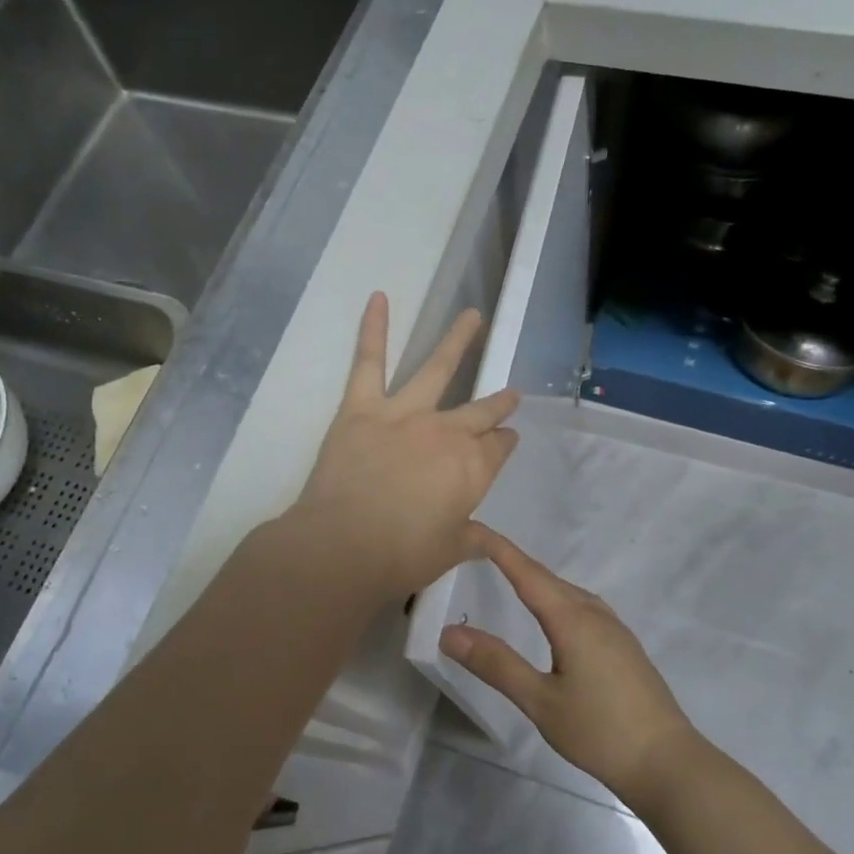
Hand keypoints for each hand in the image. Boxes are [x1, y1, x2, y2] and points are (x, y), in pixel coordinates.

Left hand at [291, 293, 519, 601]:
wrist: (343, 546)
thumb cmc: (402, 556)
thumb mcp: (448, 551)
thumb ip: (474, 539)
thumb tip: (495, 542)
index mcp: (473, 468)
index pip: (498, 447)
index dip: (504, 442)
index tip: (508, 438)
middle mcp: (448, 432)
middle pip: (480, 412)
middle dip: (498, 403)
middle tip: (509, 394)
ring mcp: (406, 413)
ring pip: (437, 368)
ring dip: (458, 340)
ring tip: (472, 316)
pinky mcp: (363, 406)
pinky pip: (369, 361)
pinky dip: (373, 328)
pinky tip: (379, 297)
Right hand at [440, 528, 697, 805]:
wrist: (668, 762)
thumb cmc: (600, 732)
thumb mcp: (540, 701)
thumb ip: (496, 664)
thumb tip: (450, 632)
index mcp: (572, 619)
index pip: (526, 572)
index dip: (498, 548)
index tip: (470, 528)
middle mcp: (594, 613)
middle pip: (547, 577)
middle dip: (513, 562)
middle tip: (478, 553)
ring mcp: (614, 628)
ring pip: (568, 592)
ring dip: (537, 581)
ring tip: (508, 580)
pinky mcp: (624, 645)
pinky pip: (582, 607)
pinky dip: (557, 599)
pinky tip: (552, 619)